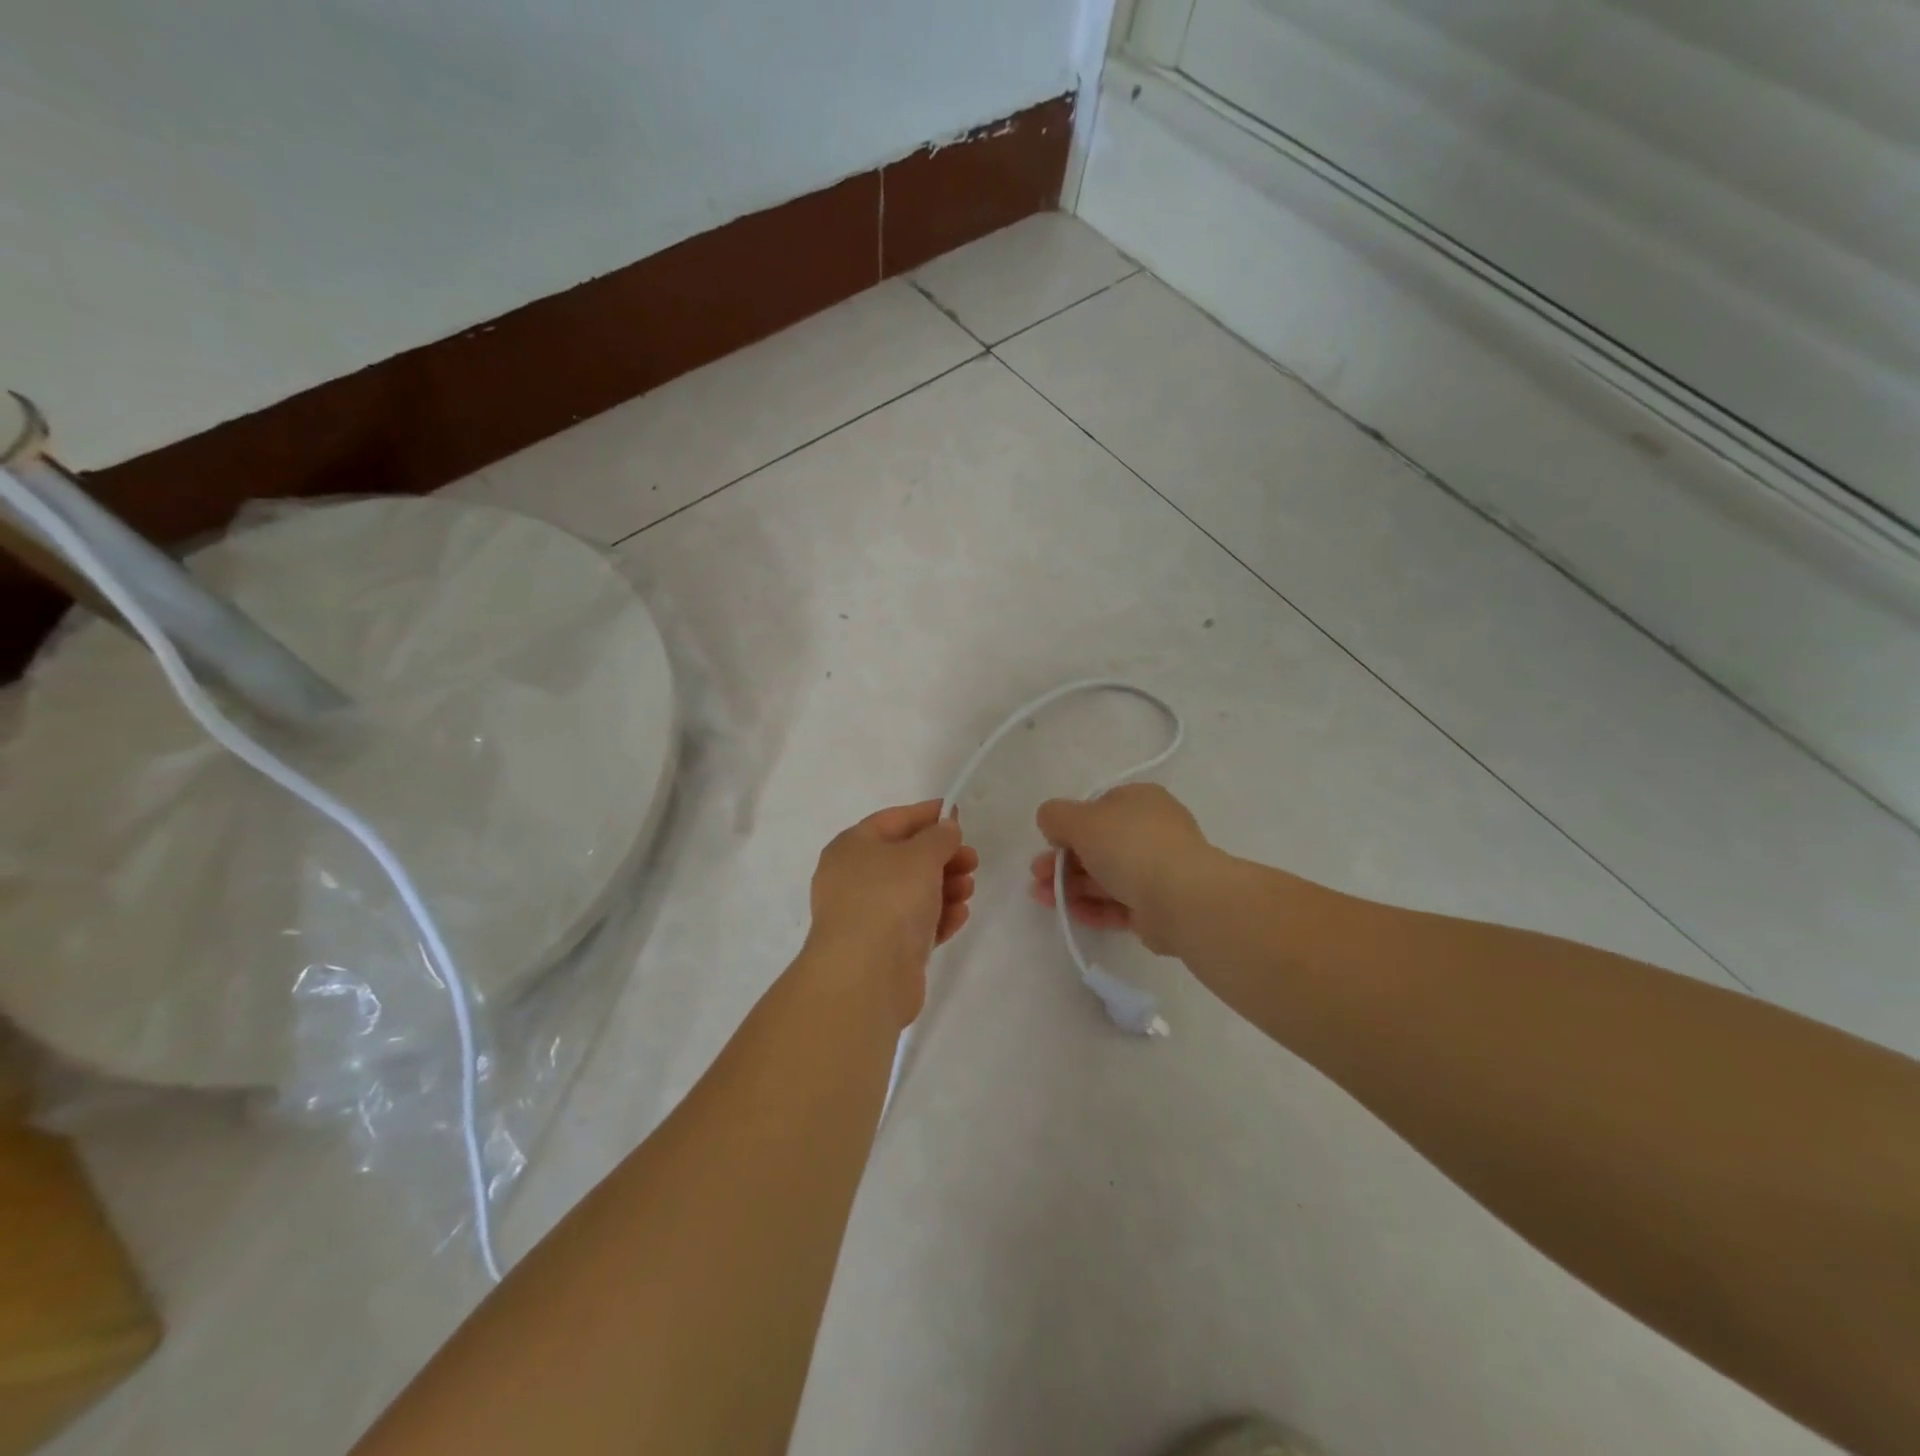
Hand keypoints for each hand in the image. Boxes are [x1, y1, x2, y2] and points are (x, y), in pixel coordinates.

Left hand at [806, 800, 977, 1024]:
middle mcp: (854, 879)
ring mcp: (867, 916)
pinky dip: (938, 916)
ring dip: (945, 887)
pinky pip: (915, 924)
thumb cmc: (889, 899)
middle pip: (905, 858)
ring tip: (968, 889)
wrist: (866, 976)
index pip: (893, 820)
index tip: (957, 814)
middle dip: (942, 857)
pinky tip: (960, 915)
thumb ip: (939, 837)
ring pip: (913, 892)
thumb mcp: (920, 855)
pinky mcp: (884, 949)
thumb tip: (945, 828)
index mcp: (852, 847)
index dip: (926, 815)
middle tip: (972, 860)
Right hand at [1028, 783, 1213, 954]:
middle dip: (1063, 861)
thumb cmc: (1129, 846)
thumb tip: (1051, 822)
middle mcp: (1151, 831)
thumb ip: (1056, 816)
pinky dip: (1093, 907)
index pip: (1098, 808)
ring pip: (1106, 876)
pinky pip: (1119, 904)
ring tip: (1042, 898)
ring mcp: (1157, 869)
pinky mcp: (1157, 906)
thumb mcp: (1081, 820)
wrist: (1182, 899)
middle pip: (1098, 845)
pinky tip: (1070, 914)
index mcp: (1139, 801)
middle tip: (1037, 875)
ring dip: (1071, 886)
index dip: (1069, 825)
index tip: (1048, 843)